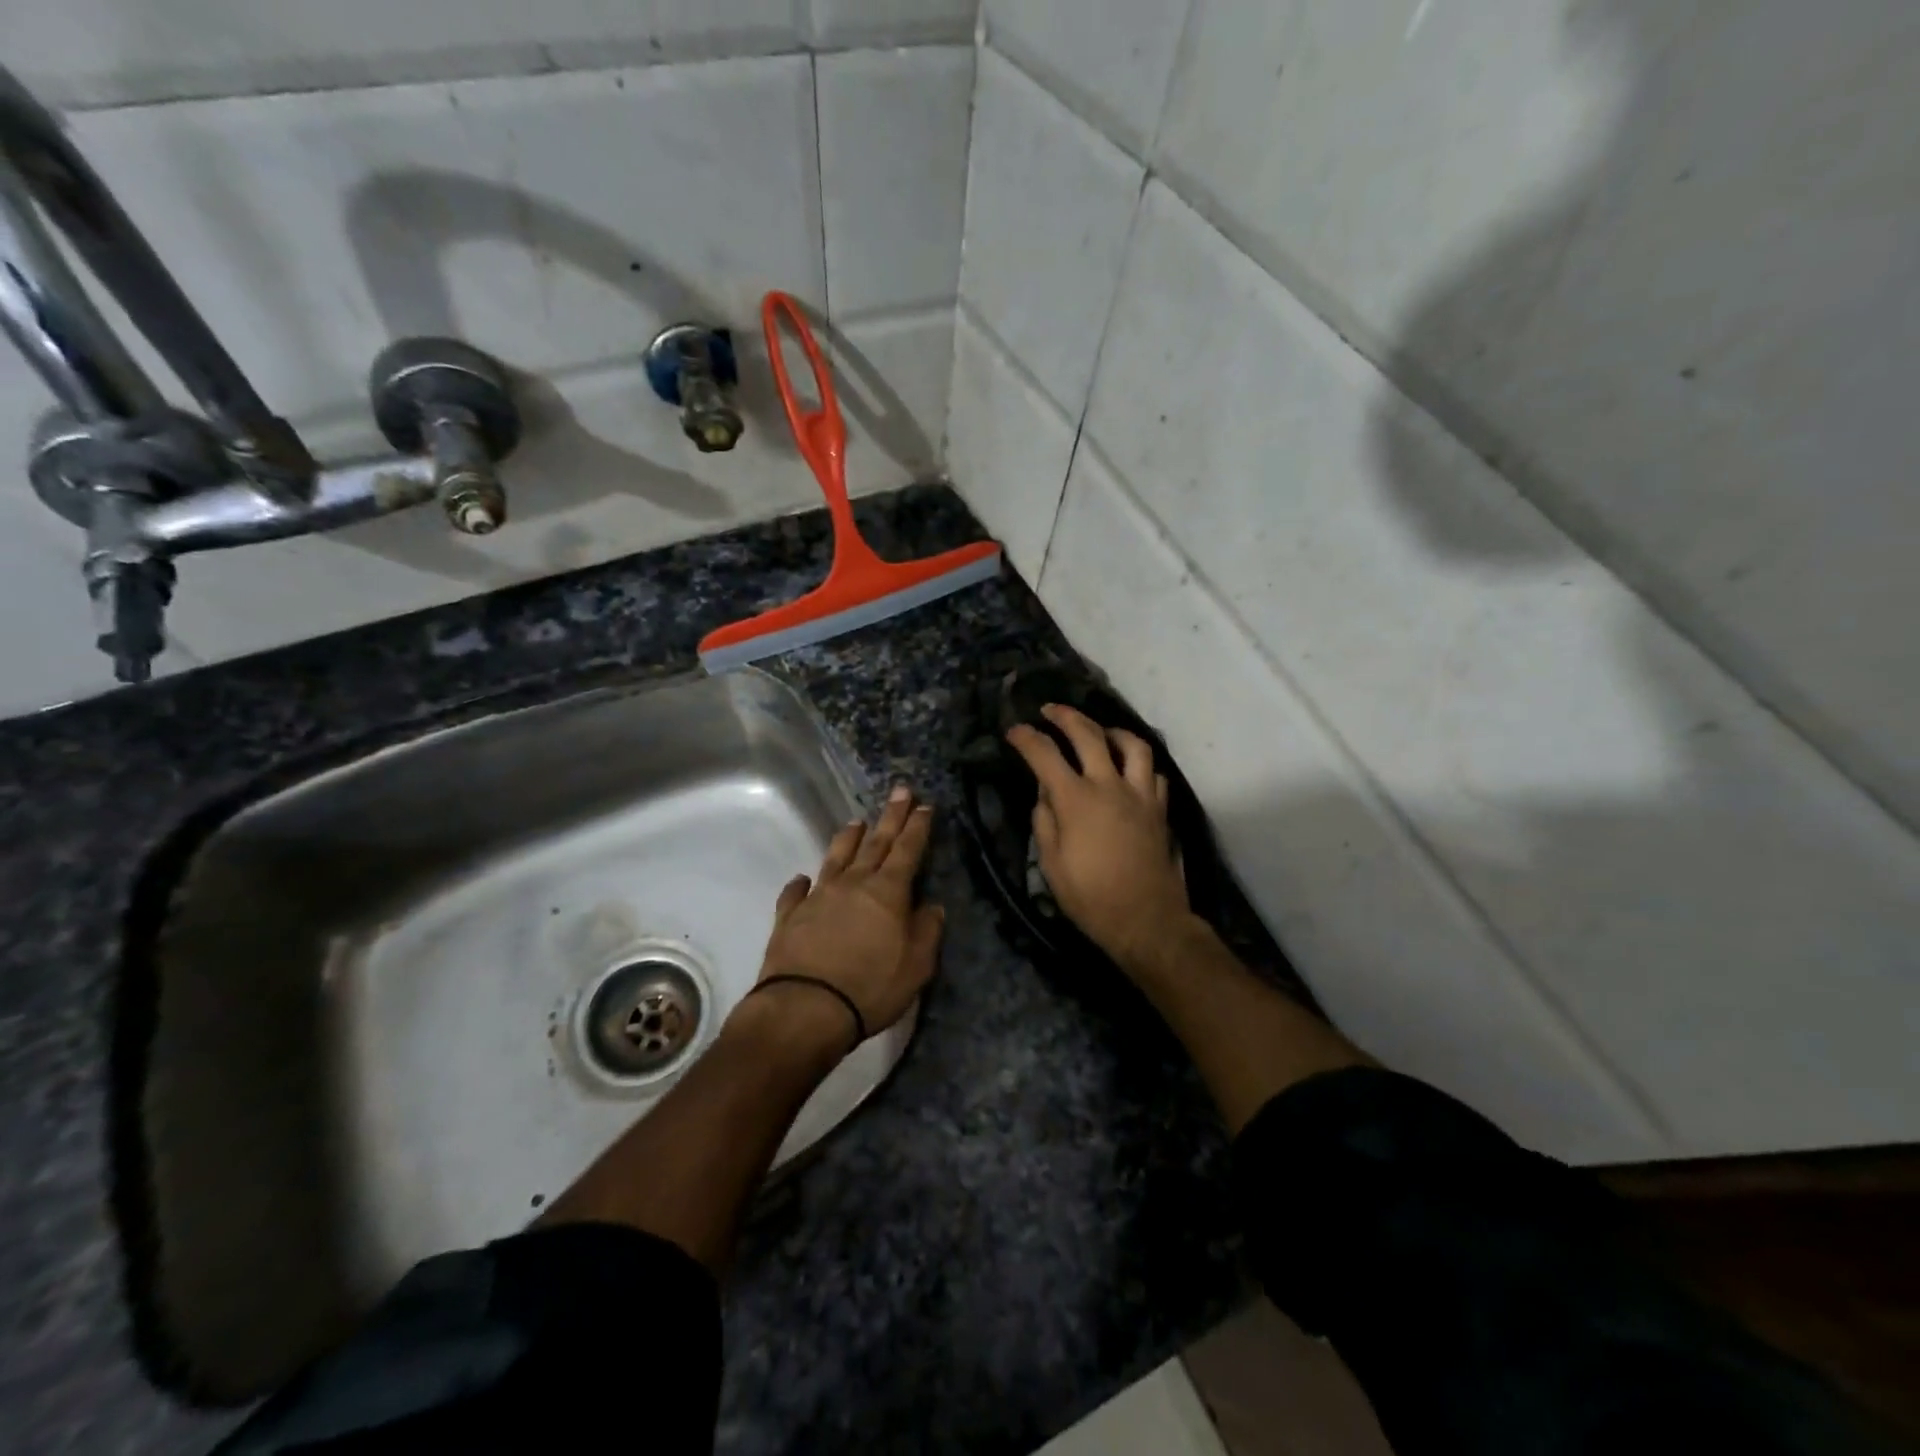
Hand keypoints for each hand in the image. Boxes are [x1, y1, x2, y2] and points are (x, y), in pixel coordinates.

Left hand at [753, 785, 944, 1050]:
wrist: (806, 1007)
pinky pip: (796, 892)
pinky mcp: (790, 915)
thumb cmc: (871, 987)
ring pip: (836, 857)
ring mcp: (819, 896)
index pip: (907, 850)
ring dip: (849, 838)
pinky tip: (802, 878)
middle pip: (875, 843)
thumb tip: (931, 906)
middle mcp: (853, 883)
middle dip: (890, 817)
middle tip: (899, 791)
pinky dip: (801, 883)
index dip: (917, 827)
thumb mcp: (917, 965)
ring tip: (856, 822)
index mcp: (888, 891)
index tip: (924, 805)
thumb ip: (927, 931)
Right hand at [1005, 704, 1193, 974]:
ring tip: (1099, 731)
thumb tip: (1045, 793)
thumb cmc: (1090, 897)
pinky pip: (1153, 773)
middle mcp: (1109, 786)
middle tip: (1050, 710)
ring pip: (1132, 745)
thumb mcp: (1051, 863)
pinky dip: (1139, 764)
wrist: (1146, 919)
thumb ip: (1045, 820)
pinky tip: (1130, 769)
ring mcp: (1140, 794)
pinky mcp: (1160, 809)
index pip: (1045, 755)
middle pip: (1088, 734)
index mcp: (1076, 799)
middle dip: (1065, 716)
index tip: (1014, 731)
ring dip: (1111, 730)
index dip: (1026, 738)